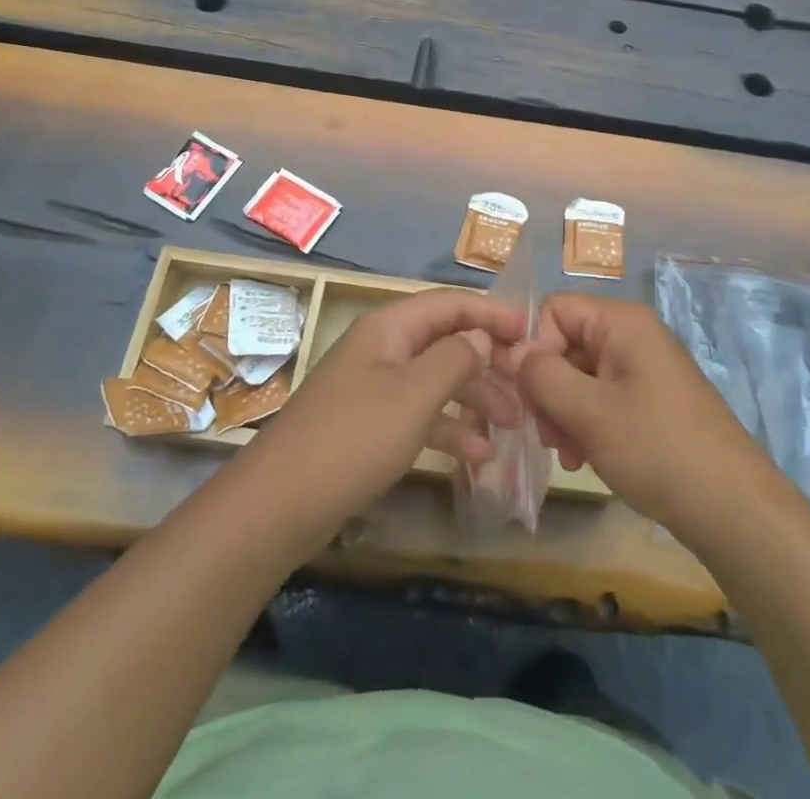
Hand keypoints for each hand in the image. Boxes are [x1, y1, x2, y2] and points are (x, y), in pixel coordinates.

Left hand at [240, 289, 524, 545]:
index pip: (450, 304)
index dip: (491, 313)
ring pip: (437, 379)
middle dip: (488, 362)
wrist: (278, 506)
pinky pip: (420, 413)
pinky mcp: (371, 423)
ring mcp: (375, 386)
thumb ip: (455, 359)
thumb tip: (482, 337)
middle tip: (528, 388)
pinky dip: (449, 428)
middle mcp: (383, 348)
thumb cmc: (353, 439)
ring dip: (475, 398)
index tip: (531, 333)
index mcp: (390, 327)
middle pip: (446, 341)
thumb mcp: (413, 396)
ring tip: (514, 427)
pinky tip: (479, 456)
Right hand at [509, 294, 764, 537]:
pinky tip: (582, 459)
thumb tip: (510, 352)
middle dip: (547, 387)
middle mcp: (633, 336)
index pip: (555, 310)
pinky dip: (585, 424)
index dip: (535, 346)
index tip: (530, 394)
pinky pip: (602, 398)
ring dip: (563, 412)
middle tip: (545, 434)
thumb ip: (542, 376)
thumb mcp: (589, 412)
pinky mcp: (650, 401)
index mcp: (622, 322)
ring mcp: (643, 369)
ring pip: (580, 375)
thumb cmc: (658, 450)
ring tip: (566, 454)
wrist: (733, 509)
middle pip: (566, 343)